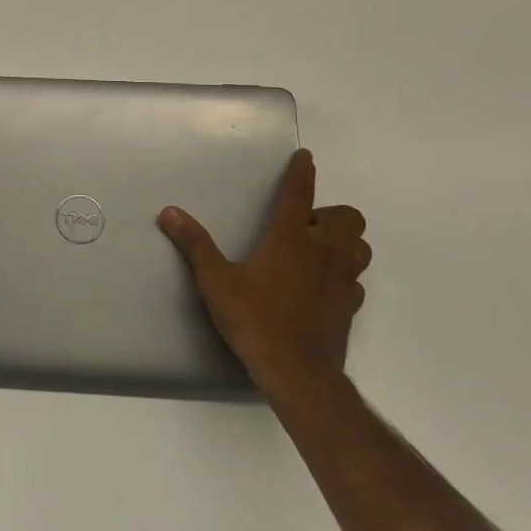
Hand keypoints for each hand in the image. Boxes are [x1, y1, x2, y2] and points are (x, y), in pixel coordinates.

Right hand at [158, 150, 369, 403]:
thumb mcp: (216, 282)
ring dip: (345, 242)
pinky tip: (322, 287)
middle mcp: (323, 252)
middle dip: (331, 215)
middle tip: (305, 227)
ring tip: (318, 252)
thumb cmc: (255, 320)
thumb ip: (195, 245)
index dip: (302, 172)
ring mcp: (342, 280)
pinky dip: (344, 276)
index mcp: (291, 238)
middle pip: (348, 218)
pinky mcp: (350, 307)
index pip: (300, 193)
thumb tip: (169, 212)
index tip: (305, 157)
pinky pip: (355, 281)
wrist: (298, 373)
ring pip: (360, 247)